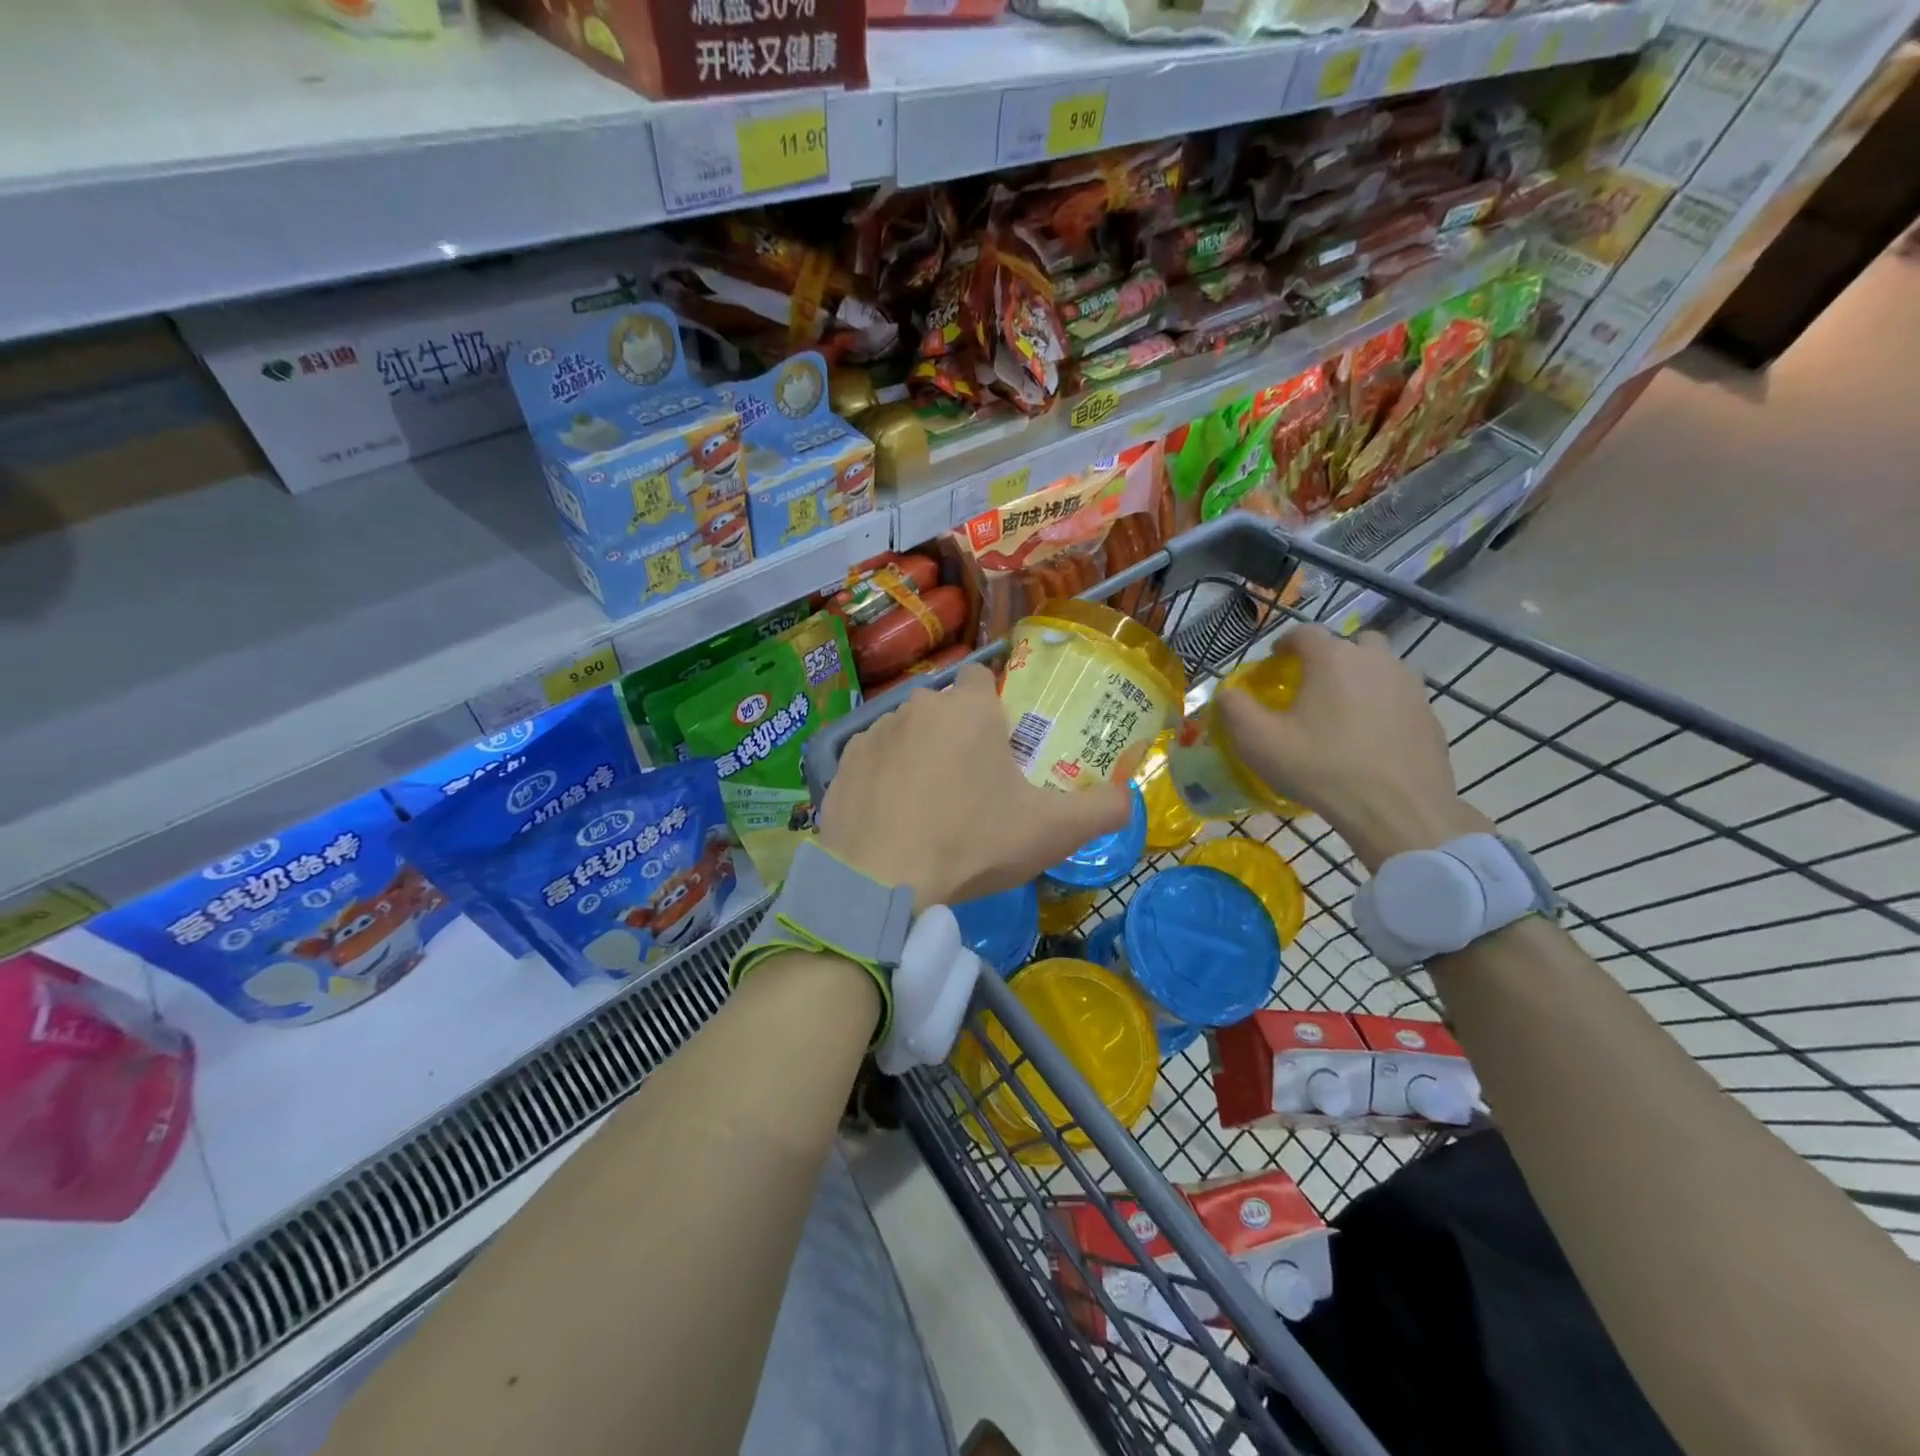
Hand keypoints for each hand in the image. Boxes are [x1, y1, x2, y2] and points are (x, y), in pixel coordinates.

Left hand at [818, 664, 1131, 910]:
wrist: (879, 883)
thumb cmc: (971, 844)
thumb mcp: (1052, 832)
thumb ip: (1102, 810)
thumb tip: (1126, 797)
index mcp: (969, 710)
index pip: (983, 678)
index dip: (995, 706)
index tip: (1002, 745)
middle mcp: (918, 706)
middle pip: (946, 709)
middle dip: (959, 735)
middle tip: (973, 787)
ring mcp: (874, 733)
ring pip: (909, 732)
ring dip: (921, 755)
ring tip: (929, 808)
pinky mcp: (842, 763)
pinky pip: (874, 760)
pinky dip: (885, 778)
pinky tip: (892, 818)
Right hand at [1214, 624, 1490, 871]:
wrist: (1397, 809)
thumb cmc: (1321, 767)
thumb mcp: (1258, 742)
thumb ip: (1234, 709)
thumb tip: (1227, 693)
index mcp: (1332, 658)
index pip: (1304, 632)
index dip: (1284, 643)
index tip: (1274, 663)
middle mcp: (1375, 660)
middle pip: (1350, 643)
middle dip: (1330, 656)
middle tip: (1313, 686)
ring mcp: (1409, 686)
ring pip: (1381, 667)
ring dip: (1360, 678)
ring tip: (1342, 712)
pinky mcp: (1429, 714)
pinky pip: (1399, 697)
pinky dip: (1383, 706)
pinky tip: (1369, 738)